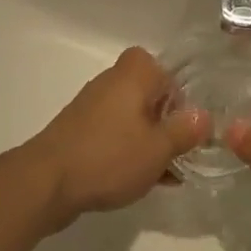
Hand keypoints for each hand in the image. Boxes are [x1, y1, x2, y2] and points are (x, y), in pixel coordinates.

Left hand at [22, 48, 207, 229]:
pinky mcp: (79, 131)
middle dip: (167, 121)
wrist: (46, 182)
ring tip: (165, 173)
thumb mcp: (158, 148)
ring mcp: (92, 107)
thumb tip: (204, 116)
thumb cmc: (109, 157)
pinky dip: (129, 151)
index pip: (164, 68)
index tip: (187, 123)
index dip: (180, 94)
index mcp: (133, 75)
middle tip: (180, 149)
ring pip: (133, 117)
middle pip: (149, 94)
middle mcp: (111, 82)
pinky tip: (140, 180)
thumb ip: (185, 130)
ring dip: (149, 140)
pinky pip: (114, 134)